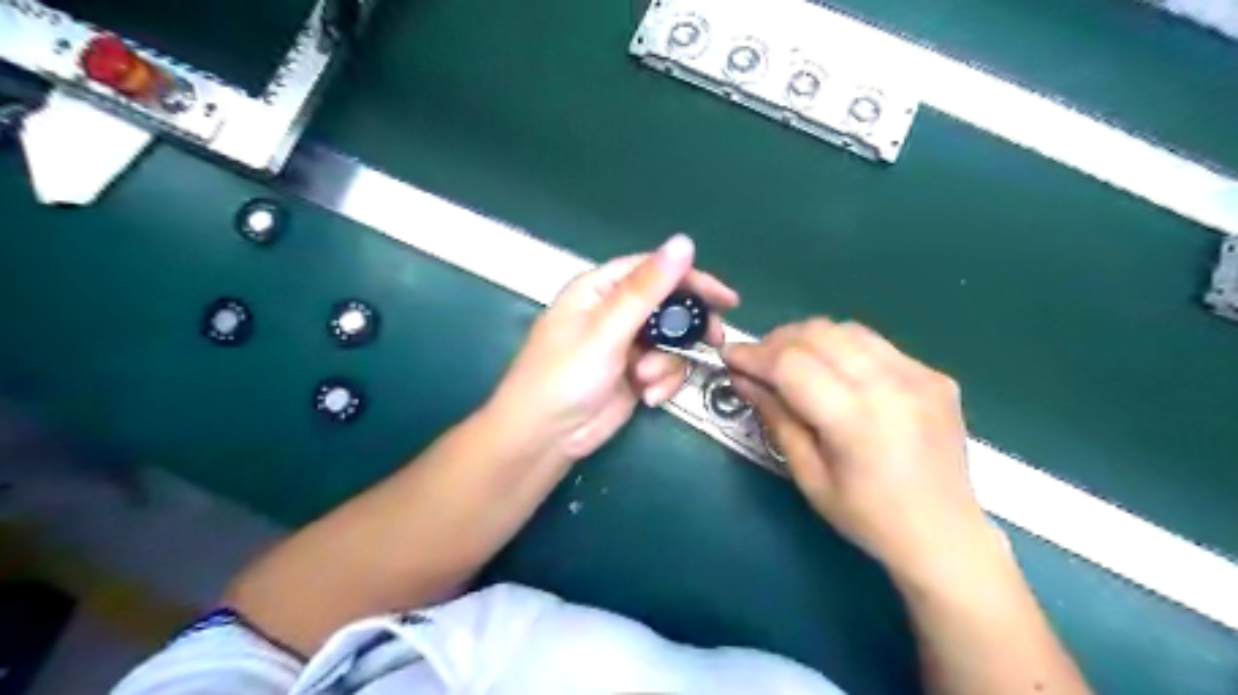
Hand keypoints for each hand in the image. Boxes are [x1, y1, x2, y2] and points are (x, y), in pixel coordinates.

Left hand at [489, 235, 738, 464]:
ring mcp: (625, 346)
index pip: (653, 270)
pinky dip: (662, 383)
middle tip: (713, 339)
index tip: (726, 298)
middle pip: (667, 306)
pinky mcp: (633, 375)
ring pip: (671, 343)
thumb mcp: (607, 330)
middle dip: (688, 327)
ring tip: (645, 380)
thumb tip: (683, 242)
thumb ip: (647, 289)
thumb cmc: (566, 376)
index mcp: (600, 290)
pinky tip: (647, 397)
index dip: (692, 279)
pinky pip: (665, 369)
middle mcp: (614, 313)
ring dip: (666, 363)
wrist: (545, 438)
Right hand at [727, 319, 992, 586]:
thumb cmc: (868, 519)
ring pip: (846, 329)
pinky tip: (835, 372)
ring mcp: (919, 375)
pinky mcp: (933, 375)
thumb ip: (776, 418)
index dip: (754, 356)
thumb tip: (744, 379)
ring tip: (791, 362)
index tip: (730, 357)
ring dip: (808, 338)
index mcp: (856, 420)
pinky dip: (843, 348)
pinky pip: (875, 344)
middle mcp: (891, 385)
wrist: (946, 535)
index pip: (792, 364)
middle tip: (757, 363)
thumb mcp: (809, 476)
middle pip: (818, 334)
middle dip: (777, 341)